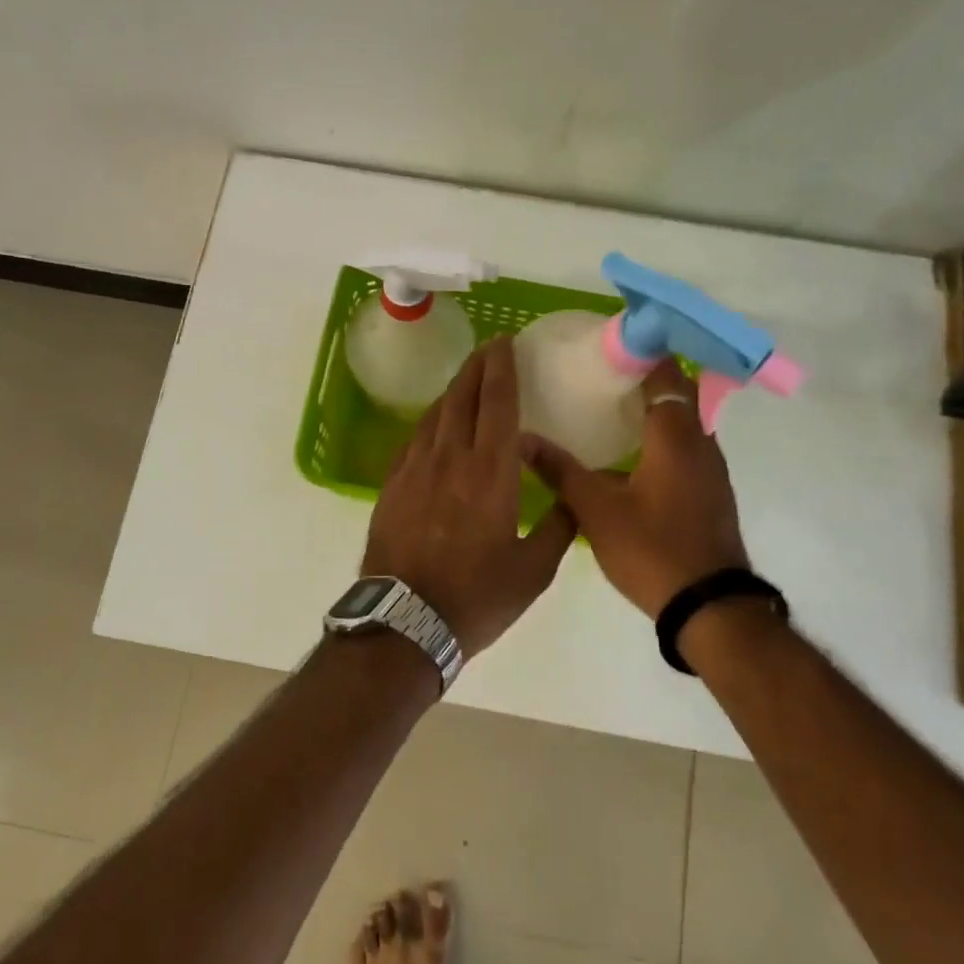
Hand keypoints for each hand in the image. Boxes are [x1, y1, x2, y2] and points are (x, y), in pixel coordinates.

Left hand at [362, 337, 577, 658]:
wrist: (404, 621)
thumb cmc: (476, 597)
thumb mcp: (534, 571)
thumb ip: (558, 527)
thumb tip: (572, 497)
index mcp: (490, 472)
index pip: (497, 403)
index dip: (501, 368)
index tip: (505, 342)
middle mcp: (450, 458)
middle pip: (462, 397)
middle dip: (477, 367)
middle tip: (490, 347)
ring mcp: (414, 469)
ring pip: (435, 415)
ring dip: (453, 391)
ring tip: (467, 380)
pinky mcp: (391, 485)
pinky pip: (414, 439)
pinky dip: (431, 422)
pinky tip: (436, 425)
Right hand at [521, 359, 749, 617]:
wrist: (710, 607)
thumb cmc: (653, 549)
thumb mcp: (596, 510)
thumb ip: (560, 471)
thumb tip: (522, 440)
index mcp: (676, 436)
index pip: (666, 374)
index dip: (642, 353)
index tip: (609, 345)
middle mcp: (701, 444)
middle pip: (677, 395)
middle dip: (644, 380)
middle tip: (601, 376)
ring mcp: (711, 471)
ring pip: (684, 424)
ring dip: (654, 411)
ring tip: (609, 409)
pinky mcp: (711, 493)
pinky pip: (686, 449)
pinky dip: (662, 439)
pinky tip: (630, 456)